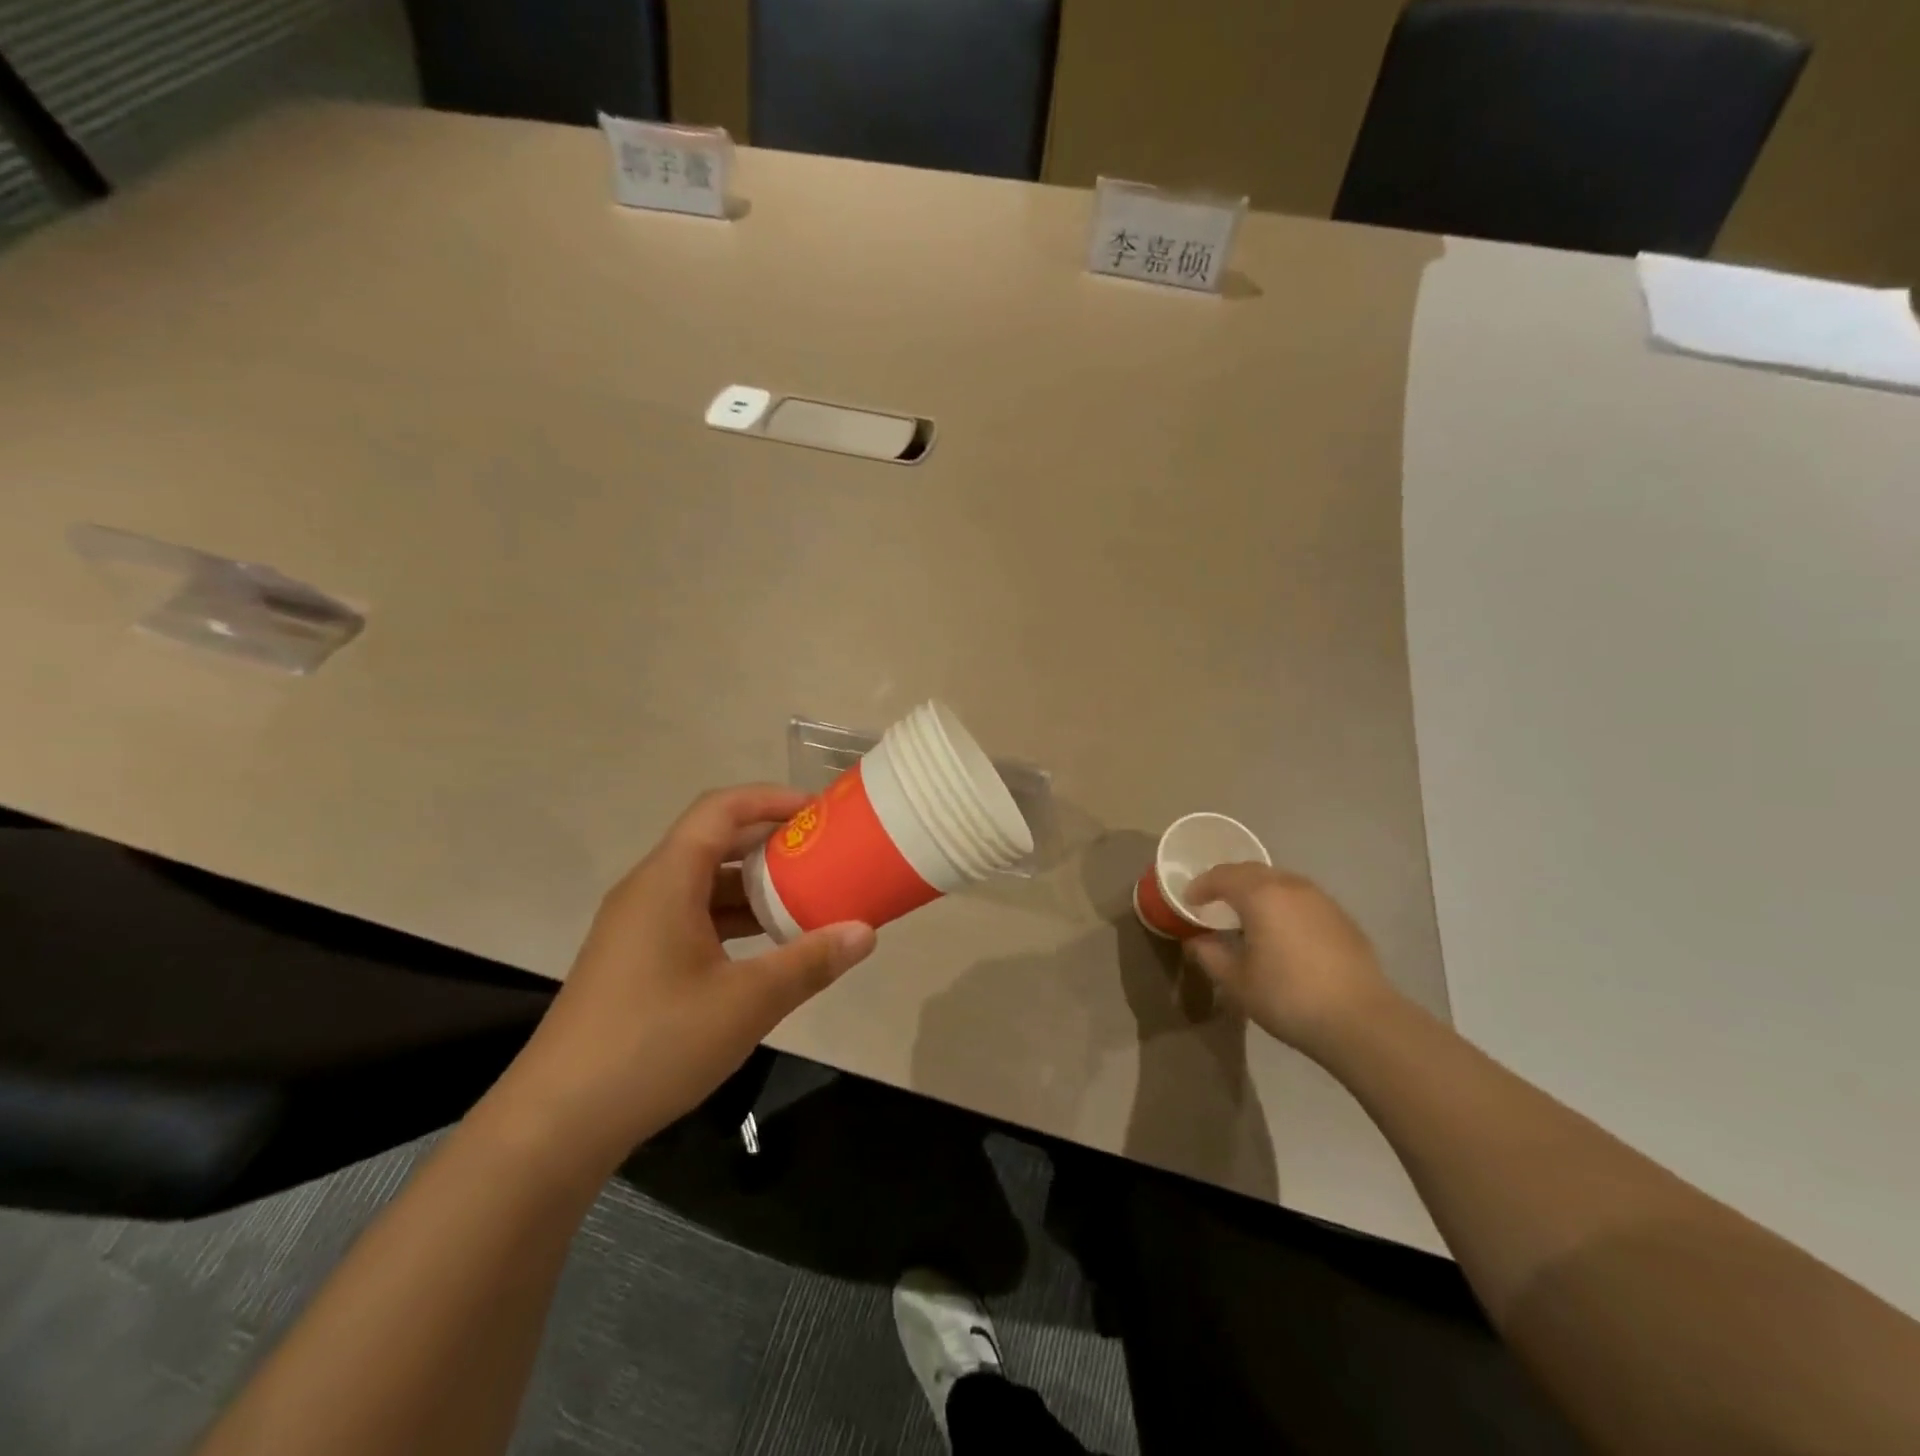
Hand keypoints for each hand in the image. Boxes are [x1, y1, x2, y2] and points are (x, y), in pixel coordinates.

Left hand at [510, 785, 876, 1156]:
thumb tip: (866, 932)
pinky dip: (732, 919)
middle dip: (770, 843)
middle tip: (823, 854)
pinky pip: (691, 917)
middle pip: (713, 842)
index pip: (721, 809)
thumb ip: (810, 961)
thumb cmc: (655, 1044)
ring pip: (703, 884)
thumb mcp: (747, 1002)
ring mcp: (636, 928)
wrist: (556, 1123)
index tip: (818, 812)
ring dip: (753, 885)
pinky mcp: (633, 961)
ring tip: (806, 898)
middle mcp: (647, 891)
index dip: (771, 799)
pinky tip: (765, 948)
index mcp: (667, 881)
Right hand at [1184, 863, 1395, 1056]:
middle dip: (1228, 882)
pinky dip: (1282, 903)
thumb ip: (1210, 955)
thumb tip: (1197, 941)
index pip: (1221, 876)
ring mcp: (1320, 899)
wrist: (1361, 1021)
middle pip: (1251, 871)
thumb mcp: (1237, 981)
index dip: (1200, 886)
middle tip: (1213, 901)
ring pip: (1279, 881)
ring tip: (1246, 914)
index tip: (1188, 901)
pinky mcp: (1341, 917)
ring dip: (1257, 890)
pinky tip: (1281, 930)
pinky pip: (1300, 898)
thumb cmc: (1288, 997)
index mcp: (1260, 895)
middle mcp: (1290, 886)